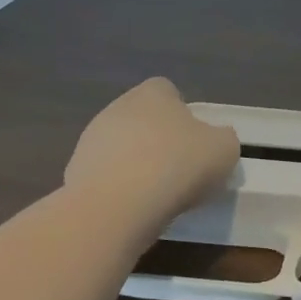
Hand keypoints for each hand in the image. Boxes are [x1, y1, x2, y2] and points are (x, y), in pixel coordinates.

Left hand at [65, 78, 239, 227]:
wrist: (117, 206)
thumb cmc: (177, 166)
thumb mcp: (225, 150)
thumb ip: (223, 138)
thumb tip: (216, 140)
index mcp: (153, 93)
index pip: (168, 91)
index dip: (184, 114)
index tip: (196, 142)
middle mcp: (118, 107)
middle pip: (143, 119)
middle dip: (159, 140)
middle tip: (180, 169)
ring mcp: (91, 139)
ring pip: (122, 147)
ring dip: (137, 164)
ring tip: (157, 195)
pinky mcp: (75, 172)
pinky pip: (106, 175)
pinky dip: (119, 188)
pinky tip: (133, 208)